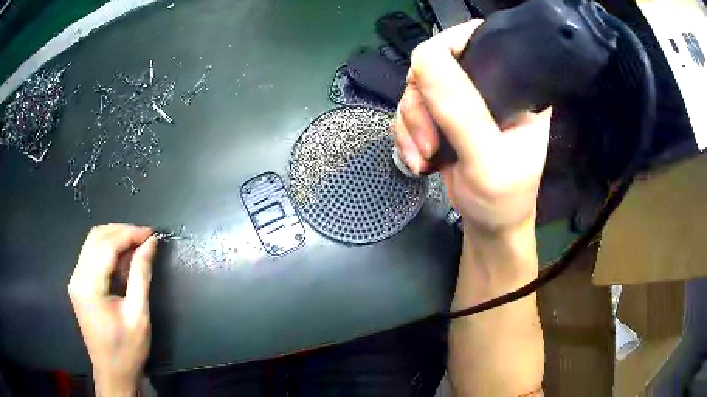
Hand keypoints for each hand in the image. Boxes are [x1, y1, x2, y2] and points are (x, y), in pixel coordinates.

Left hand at [68, 224, 156, 396]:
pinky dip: (110, 252)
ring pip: (93, 243)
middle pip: (96, 237)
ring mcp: (76, 280)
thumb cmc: (127, 350)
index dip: (129, 234)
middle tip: (146, 238)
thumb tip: (150, 244)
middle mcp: (77, 277)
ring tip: (138, 247)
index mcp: (88, 287)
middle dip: (122, 232)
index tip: (151, 234)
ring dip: (116, 239)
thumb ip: (141, 275)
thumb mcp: (138, 315)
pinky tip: (125, 260)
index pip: (106, 246)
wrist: (113, 373)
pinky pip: (93, 256)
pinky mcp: (80, 285)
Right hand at [394, 20, 551, 232]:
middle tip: (429, 142)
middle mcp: (488, 84)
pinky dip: (405, 133)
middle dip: (421, 104)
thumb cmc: (503, 198)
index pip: (478, 39)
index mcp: (514, 84)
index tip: (431, 85)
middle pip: (436, 64)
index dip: (447, 50)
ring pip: (416, 88)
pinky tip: (417, 158)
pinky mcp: (443, 117)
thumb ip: (461, 111)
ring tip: (423, 158)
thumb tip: (424, 58)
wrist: (489, 224)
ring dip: (411, 124)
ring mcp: (463, 100)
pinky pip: (409, 109)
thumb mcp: (488, 159)